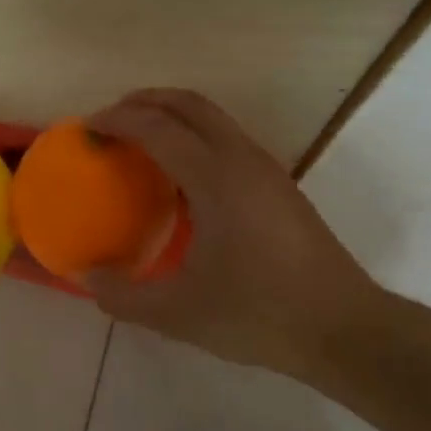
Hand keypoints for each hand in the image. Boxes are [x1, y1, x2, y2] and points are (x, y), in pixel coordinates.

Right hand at [86, 89, 386, 376]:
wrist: (344, 328)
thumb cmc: (259, 314)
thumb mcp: (179, 315)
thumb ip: (123, 296)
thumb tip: (86, 278)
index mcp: (215, 179)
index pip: (157, 128)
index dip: (117, 120)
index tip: (87, 128)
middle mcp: (242, 159)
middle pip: (189, 104)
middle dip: (145, 101)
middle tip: (110, 121)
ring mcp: (266, 169)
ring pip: (213, 118)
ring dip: (172, 116)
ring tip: (140, 143)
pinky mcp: (279, 185)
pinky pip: (227, 139)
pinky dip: (194, 137)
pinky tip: (181, 179)